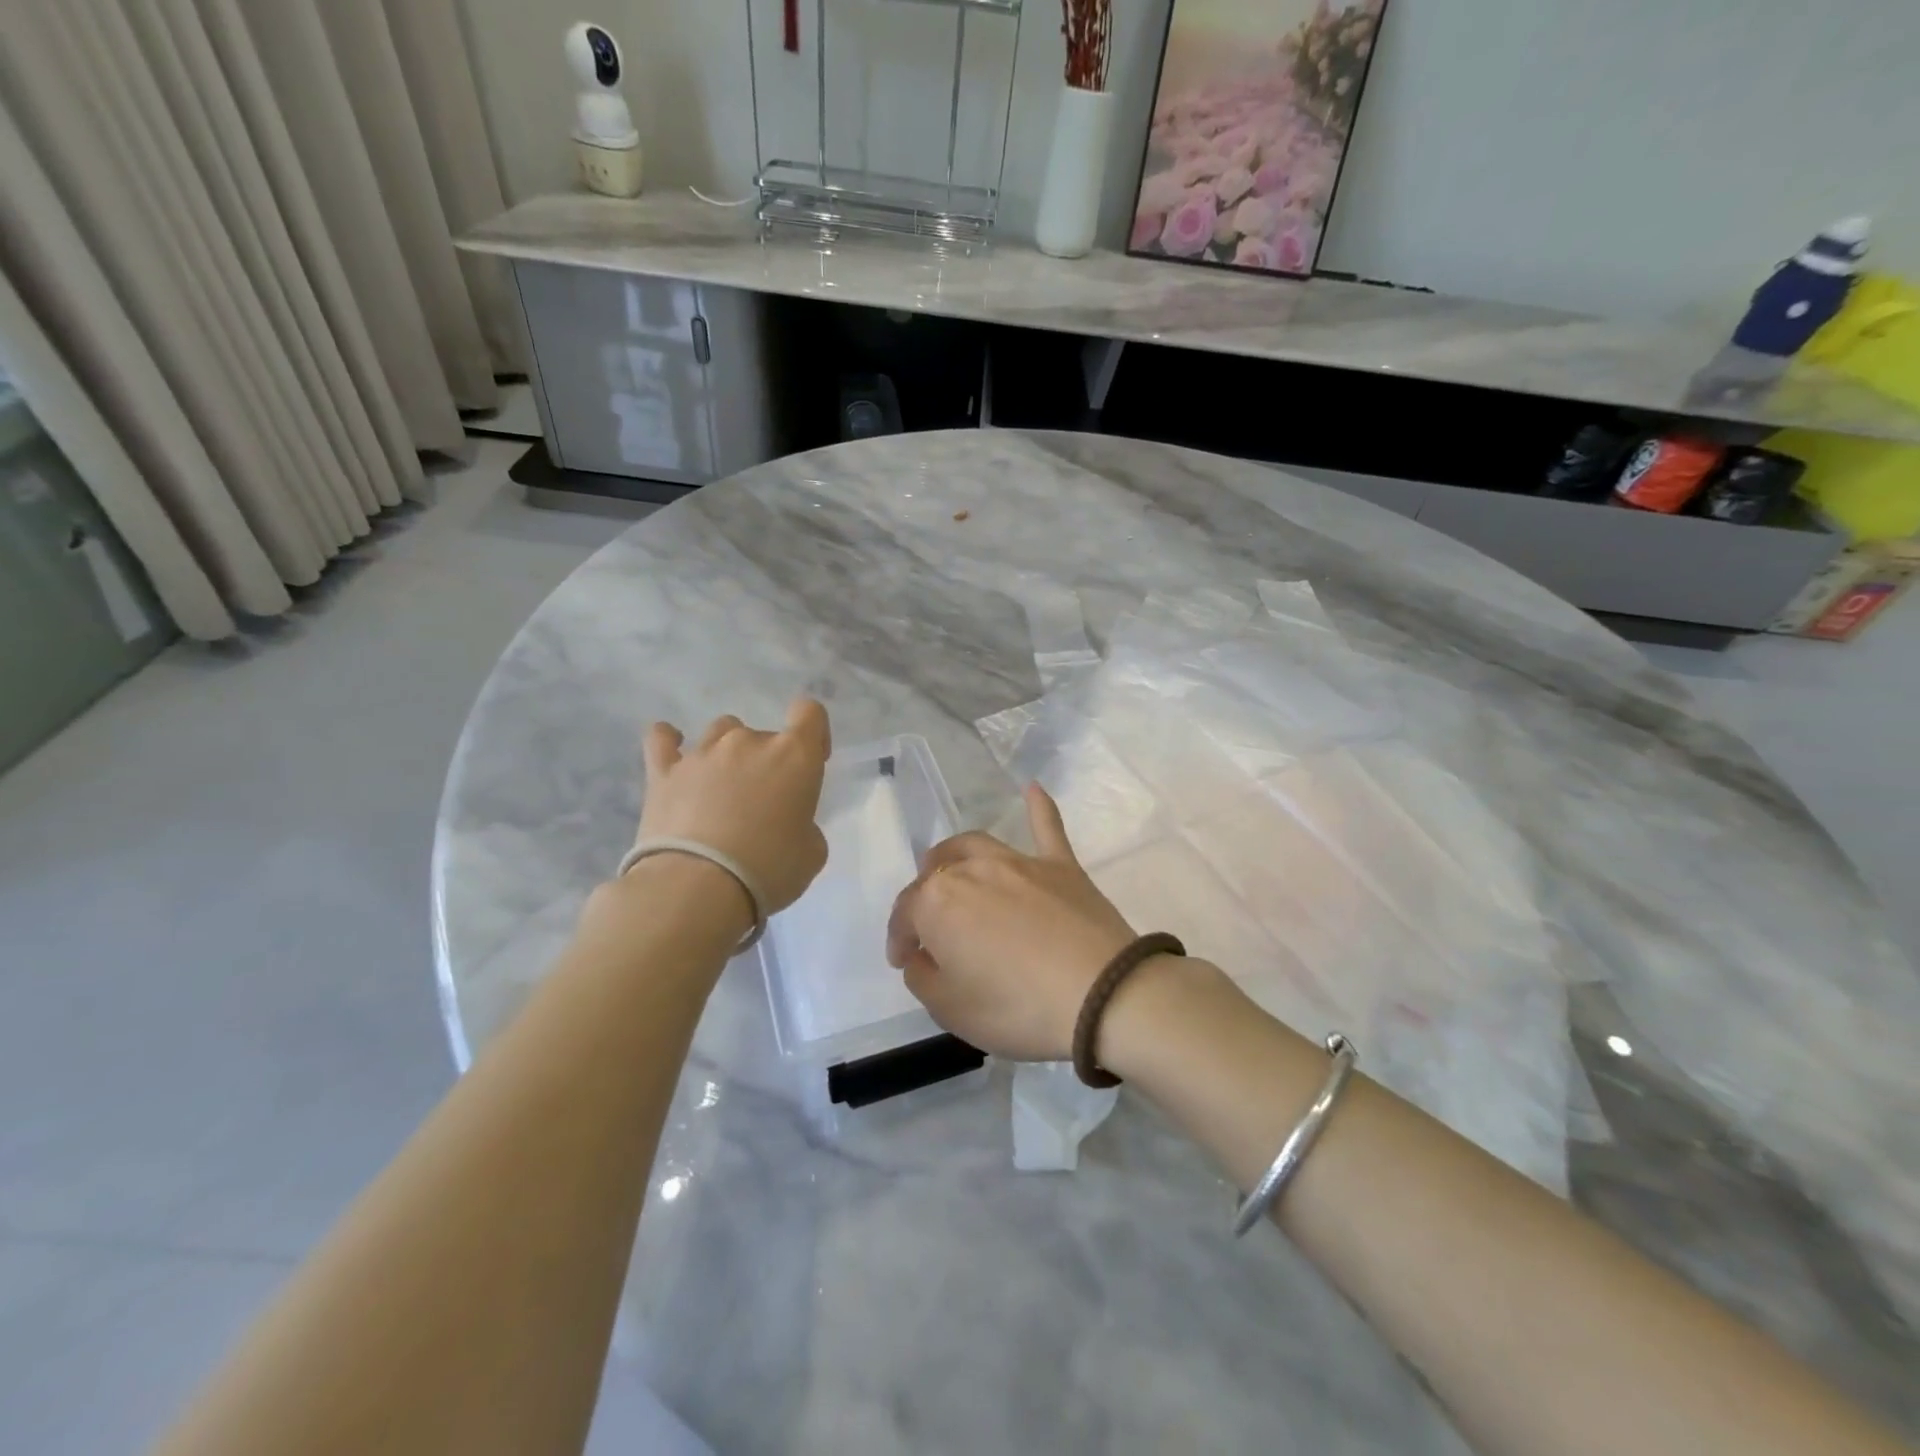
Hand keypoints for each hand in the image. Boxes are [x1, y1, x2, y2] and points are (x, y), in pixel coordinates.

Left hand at [632, 700, 831, 914]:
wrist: (697, 888)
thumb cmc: (769, 869)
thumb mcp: (812, 853)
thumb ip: (804, 825)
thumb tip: (786, 823)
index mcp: (794, 756)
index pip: (810, 713)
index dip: (814, 733)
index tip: (812, 762)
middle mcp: (749, 742)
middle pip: (764, 734)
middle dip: (767, 762)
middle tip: (762, 804)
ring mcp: (702, 753)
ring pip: (721, 732)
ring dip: (727, 753)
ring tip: (721, 789)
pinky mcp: (663, 771)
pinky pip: (662, 739)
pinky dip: (669, 741)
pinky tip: (672, 750)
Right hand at [885, 784, 1137, 1060]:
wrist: (1102, 995)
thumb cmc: (1017, 1007)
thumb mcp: (951, 1009)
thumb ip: (923, 977)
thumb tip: (921, 955)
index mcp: (937, 903)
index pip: (905, 914)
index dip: (899, 938)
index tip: (904, 961)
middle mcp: (972, 869)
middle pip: (935, 873)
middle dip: (924, 897)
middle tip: (930, 926)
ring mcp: (1019, 862)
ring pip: (974, 845)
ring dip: (954, 856)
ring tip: (950, 869)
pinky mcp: (1061, 865)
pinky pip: (1046, 827)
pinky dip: (1038, 807)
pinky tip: (1032, 788)